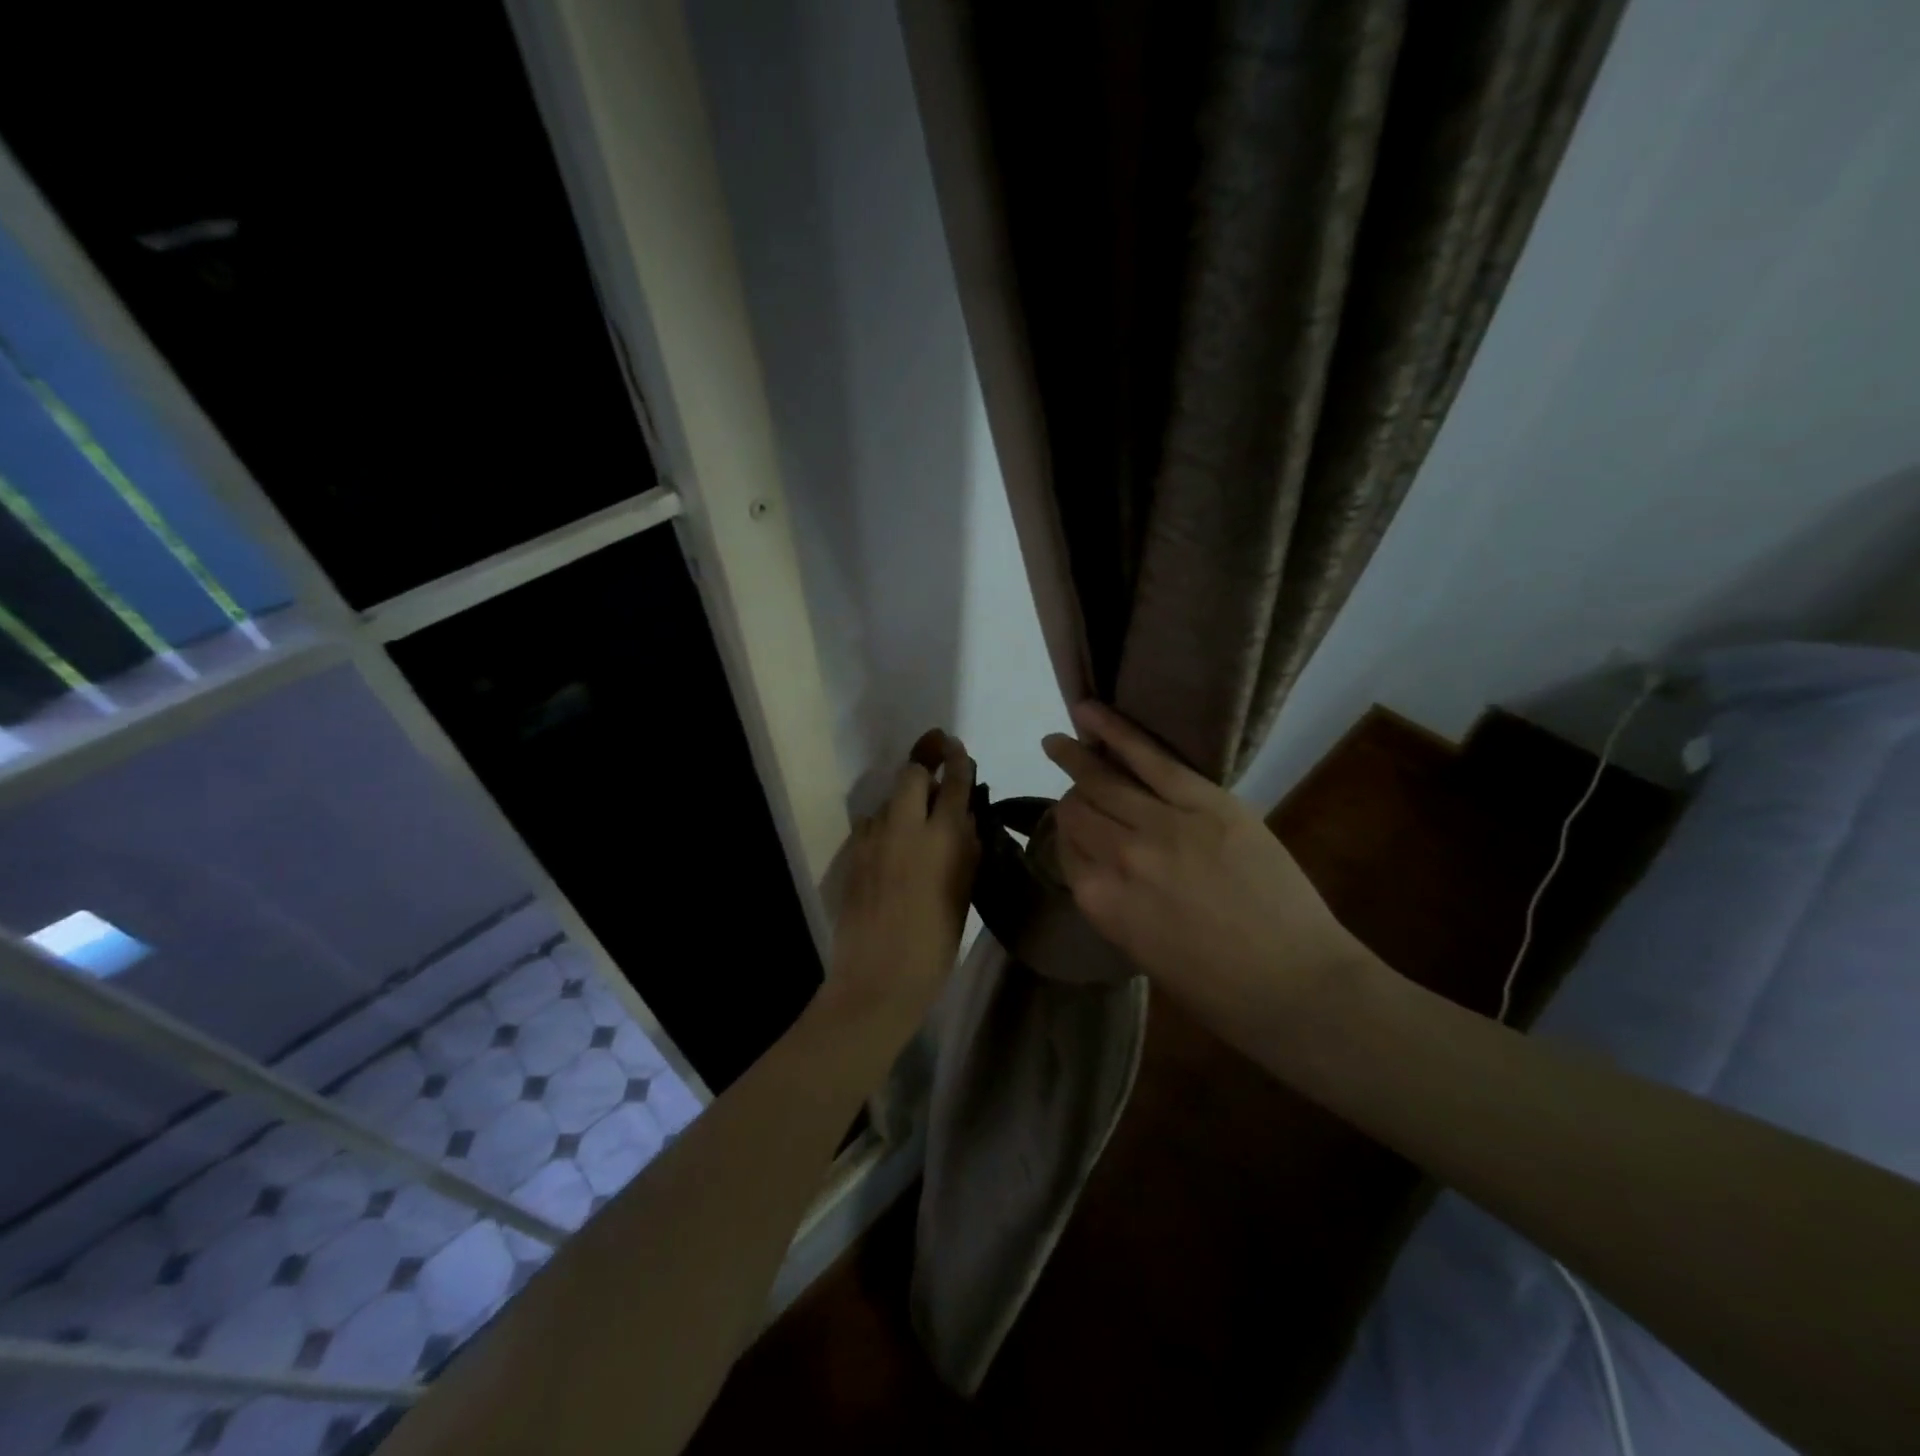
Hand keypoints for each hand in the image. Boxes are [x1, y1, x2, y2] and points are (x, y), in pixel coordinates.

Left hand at [823, 730, 979, 1033]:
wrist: (878, 978)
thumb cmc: (934, 944)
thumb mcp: (963, 893)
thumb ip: (964, 847)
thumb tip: (963, 815)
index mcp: (940, 838)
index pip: (952, 783)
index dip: (956, 760)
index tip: (956, 747)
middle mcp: (903, 828)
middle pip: (910, 773)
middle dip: (924, 764)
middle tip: (936, 764)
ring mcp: (871, 839)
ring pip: (888, 800)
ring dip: (904, 800)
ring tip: (918, 819)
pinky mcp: (852, 855)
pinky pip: (872, 824)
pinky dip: (886, 824)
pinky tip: (894, 847)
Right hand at [1041, 702, 1369, 1053]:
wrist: (1297, 987)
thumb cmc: (1218, 989)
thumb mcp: (1142, 950)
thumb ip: (1115, 899)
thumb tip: (1106, 862)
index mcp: (1100, 902)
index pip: (1066, 848)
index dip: (1067, 833)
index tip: (1075, 824)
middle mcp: (1118, 858)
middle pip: (1077, 810)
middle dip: (1072, 794)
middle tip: (1064, 773)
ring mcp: (1161, 825)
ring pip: (1103, 780)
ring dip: (1076, 756)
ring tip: (1060, 739)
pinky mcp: (1204, 801)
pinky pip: (1148, 757)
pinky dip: (1115, 730)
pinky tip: (1090, 711)